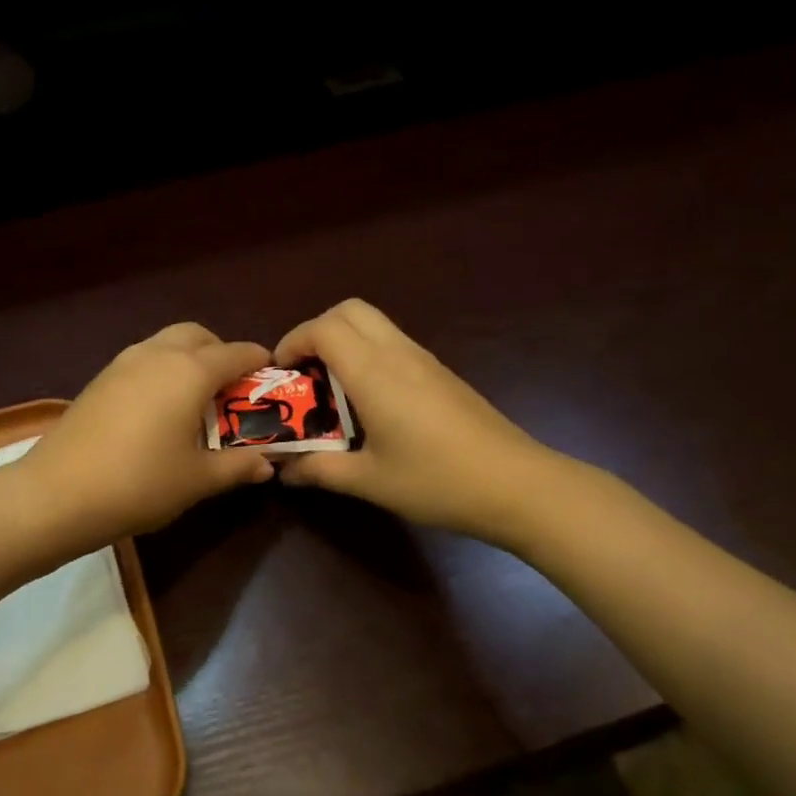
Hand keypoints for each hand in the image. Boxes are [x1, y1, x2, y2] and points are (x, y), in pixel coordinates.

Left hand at [16, 323, 276, 549]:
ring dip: (189, 359)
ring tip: (196, 400)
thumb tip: (267, 465)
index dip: (259, 362)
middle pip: (198, 336)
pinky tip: (159, 410)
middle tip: (231, 389)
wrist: (58, 493)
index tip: (273, 376)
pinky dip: (162, 371)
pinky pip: (143, 361)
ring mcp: (122, 363)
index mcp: (190, 372)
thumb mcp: (197, 480)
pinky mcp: (99, 380)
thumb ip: (237, 466)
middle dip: (221, 352)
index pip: (236, 354)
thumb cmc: (140, 483)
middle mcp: (157, 355)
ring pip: (166, 344)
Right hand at [273, 299, 557, 546]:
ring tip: (330, 389)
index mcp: (374, 373)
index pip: (323, 328)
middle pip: (349, 310)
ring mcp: (424, 360)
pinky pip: (393, 344)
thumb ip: (320, 470)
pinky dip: (368, 355)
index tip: (280, 375)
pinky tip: (368, 403)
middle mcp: (398, 353)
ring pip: (374, 324)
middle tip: (304, 373)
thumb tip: (284, 471)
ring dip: (344, 342)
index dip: (292, 342)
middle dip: (316, 331)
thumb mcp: (369, 481)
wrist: (515, 485)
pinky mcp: (441, 373)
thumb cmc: (436, 481)